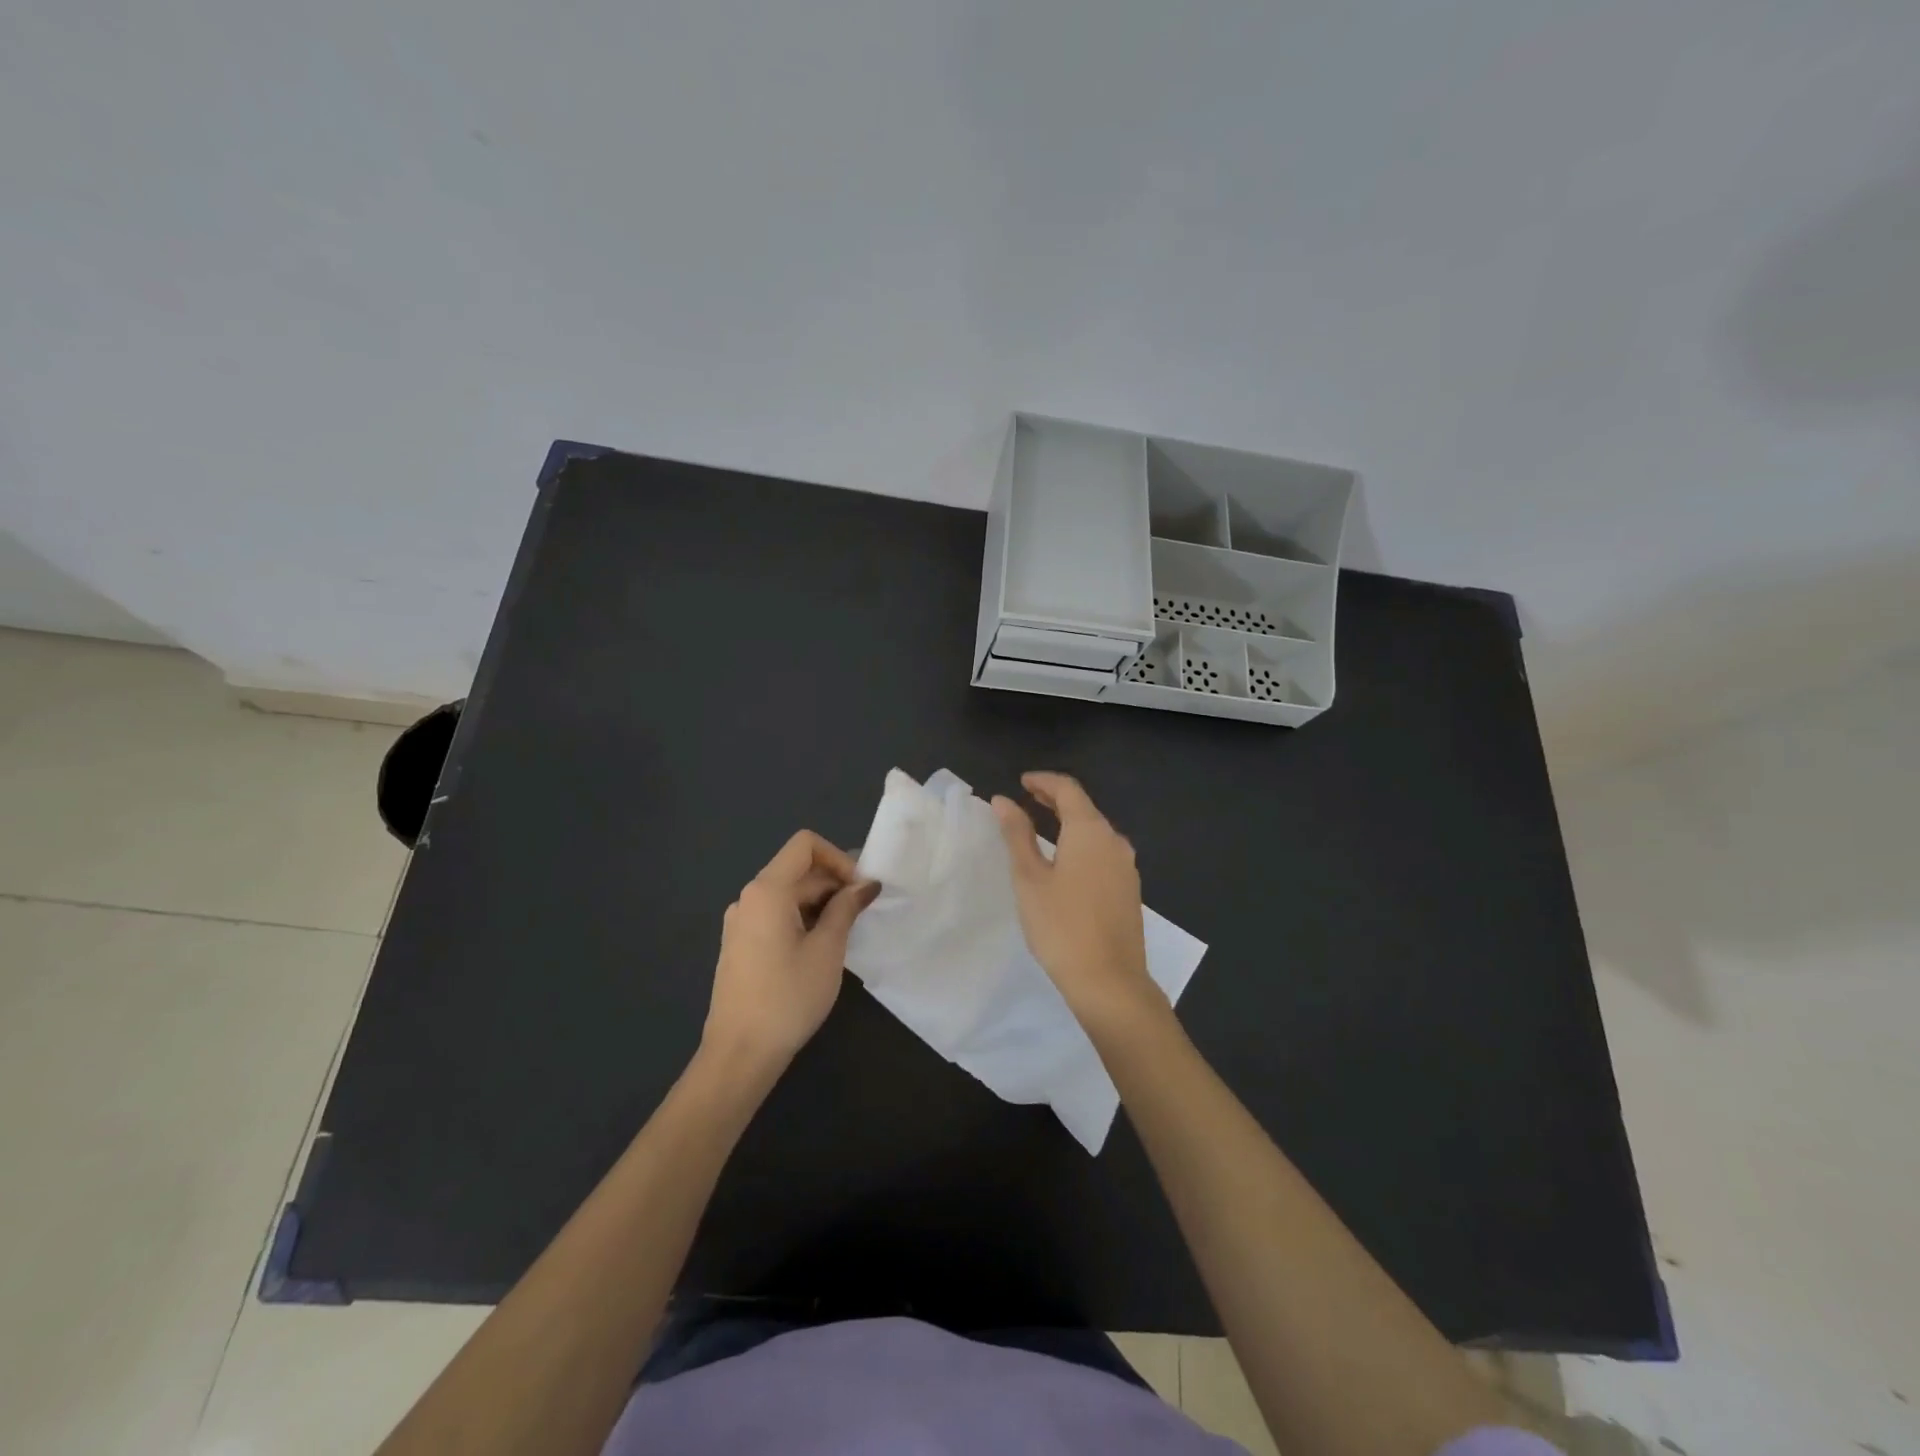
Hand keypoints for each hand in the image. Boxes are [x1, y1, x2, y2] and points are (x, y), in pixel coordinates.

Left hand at [703, 831, 879, 1069]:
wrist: (739, 1054)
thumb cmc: (788, 997)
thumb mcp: (827, 949)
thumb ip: (846, 908)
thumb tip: (866, 884)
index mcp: (766, 890)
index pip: (805, 845)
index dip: (838, 858)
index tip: (859, 890)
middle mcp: (748, 898)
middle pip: (798, 870)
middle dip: (834, 883)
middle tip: (863, 914)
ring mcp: (740, 922)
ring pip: (788, 894)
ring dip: (821, 904)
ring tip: (846, 934)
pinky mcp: (740, 944)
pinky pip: (776, 915)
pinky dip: (803, 919)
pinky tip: (820, 949)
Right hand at [992, 772, 1163, 1025]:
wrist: (1109, 981)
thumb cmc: (1061, 925)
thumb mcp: (1029, 878)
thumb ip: (1017, 834)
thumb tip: (1002, 800)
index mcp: (1091, 831)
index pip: (1068, 789)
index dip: (1043, 781)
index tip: (1020, 782)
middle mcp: (1114, 841)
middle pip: (1084, 807)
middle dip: (1054, 799)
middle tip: (1026, 798)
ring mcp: (1126, 866)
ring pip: (1095, 830)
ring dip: (1068, 822)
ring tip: (1040, 826)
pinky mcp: (1128, 889)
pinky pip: (1102, 852)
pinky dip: (1080, 843)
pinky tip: (1064, 860)